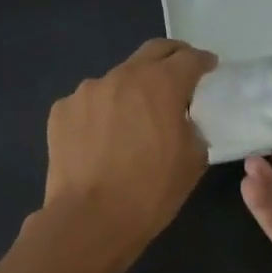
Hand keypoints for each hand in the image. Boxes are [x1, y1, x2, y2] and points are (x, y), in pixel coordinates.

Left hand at [42, 39, 216, 261]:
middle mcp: (122, 76)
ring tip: (134, 118)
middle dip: (171, 58)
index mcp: (161, 85)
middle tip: (180, 73)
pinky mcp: (61, 111)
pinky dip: (102, 112)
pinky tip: (104, 139)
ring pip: (118, 80)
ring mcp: (87, 92)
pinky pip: (90, 103)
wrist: (90, 219)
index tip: (209, 68)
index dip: (203, 62)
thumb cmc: (151, 192)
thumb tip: (182, 121)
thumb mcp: (192, 161)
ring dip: (132, 90)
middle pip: (152, 52)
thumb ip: (192, 128)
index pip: (189, 59)